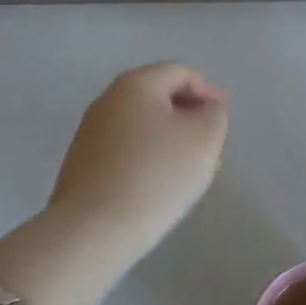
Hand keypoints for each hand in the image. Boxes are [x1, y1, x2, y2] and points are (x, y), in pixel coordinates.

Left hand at [46, 63, 229, 256]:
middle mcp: (108, 100)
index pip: (181, 73)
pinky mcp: (82, 166)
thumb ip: (214, 115)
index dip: (208, 92)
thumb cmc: (157, 174)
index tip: (223, 120)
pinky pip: (126, 151)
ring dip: (170, 140)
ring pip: (143, 127)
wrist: (93, 231)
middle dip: (189, 117)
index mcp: (136, 84)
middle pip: (159, 98)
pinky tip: (161, 186)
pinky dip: (148, 159)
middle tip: (211, 146)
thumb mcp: (204, 138)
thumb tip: (205, 110)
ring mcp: (90, 133)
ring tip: (191, 171)